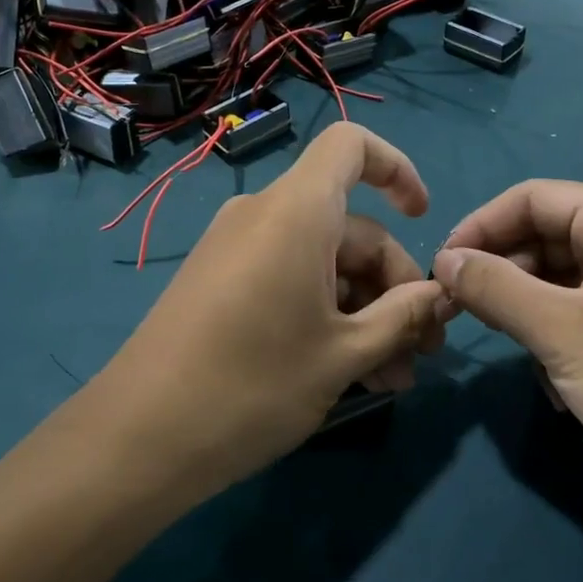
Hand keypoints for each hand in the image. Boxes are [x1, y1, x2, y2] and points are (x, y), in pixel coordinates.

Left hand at [105, 124, 450, 494]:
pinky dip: (323, 313)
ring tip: (390, 379)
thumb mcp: (344, 354)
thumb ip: (403, 317)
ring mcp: (236, 249)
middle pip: (348, 225)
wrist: (141, 435)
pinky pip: (288, 278)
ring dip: (363, 312)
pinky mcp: (220, 282)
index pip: (351, 146)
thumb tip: (441, 294)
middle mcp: (264, 216)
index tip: (422, 220)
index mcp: (296, 211)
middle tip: (421, 353)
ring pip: (321, 262)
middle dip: (392, 286)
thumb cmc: (254, 385)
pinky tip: (347, 372)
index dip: (396, 169)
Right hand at [433, 182, 582, 528]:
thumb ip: (495, 287)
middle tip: (462, 315)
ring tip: (515, 354)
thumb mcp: (563, 332)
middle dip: (503, 276)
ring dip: (528, 316)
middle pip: (546, 238)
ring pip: (560, 282)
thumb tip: (443, 260)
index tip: (439, 269)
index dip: (480, 227)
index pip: (533, 198)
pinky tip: (557, 387)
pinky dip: (558, 342)